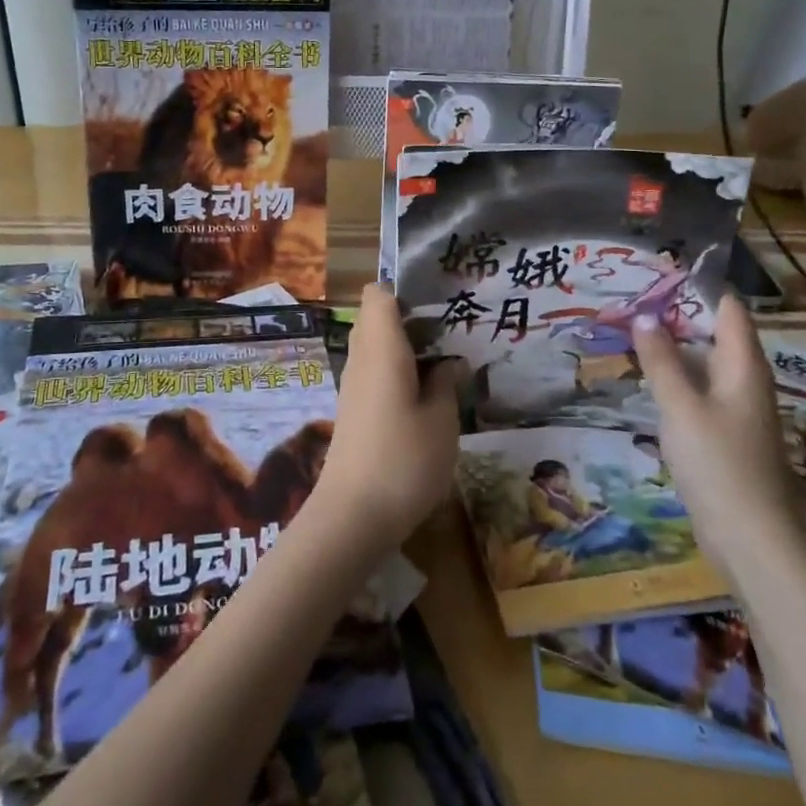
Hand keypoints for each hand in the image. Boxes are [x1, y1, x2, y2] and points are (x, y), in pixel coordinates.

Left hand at [316, 284, 467, 552]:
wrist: (353, 515)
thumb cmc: (404, 460)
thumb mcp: (442, 420)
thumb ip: (446, 383)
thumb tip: (449, 362)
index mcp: (381, 347)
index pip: (378, 294)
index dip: (404, 290)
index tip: (438, 301)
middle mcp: (361, 359)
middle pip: (376, 318)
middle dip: (411, 319)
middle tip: (452, 332)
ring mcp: (353, 386)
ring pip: (375, 347)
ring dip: (406, 348)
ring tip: (447, 361)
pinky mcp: (353, 411)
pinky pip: (374, 373)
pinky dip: (397, 373)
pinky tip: (426, 394)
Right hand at [633, 294, 805, 577]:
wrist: (753, 541)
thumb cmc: (719, 464)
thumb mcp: (682, 407)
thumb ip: (661, 362)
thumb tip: (644, 316)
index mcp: (744, 368)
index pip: (728, 310)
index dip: (698, 287)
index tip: (657, 272)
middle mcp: (745, 383)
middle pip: (715, 335)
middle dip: (676, 316)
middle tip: (630, 300)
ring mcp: (737, 412)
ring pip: (704, 366)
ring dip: (672, 349)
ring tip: (630, 333)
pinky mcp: (725, 437)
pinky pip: (698, 393)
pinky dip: (674, 380)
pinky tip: (647, 382)